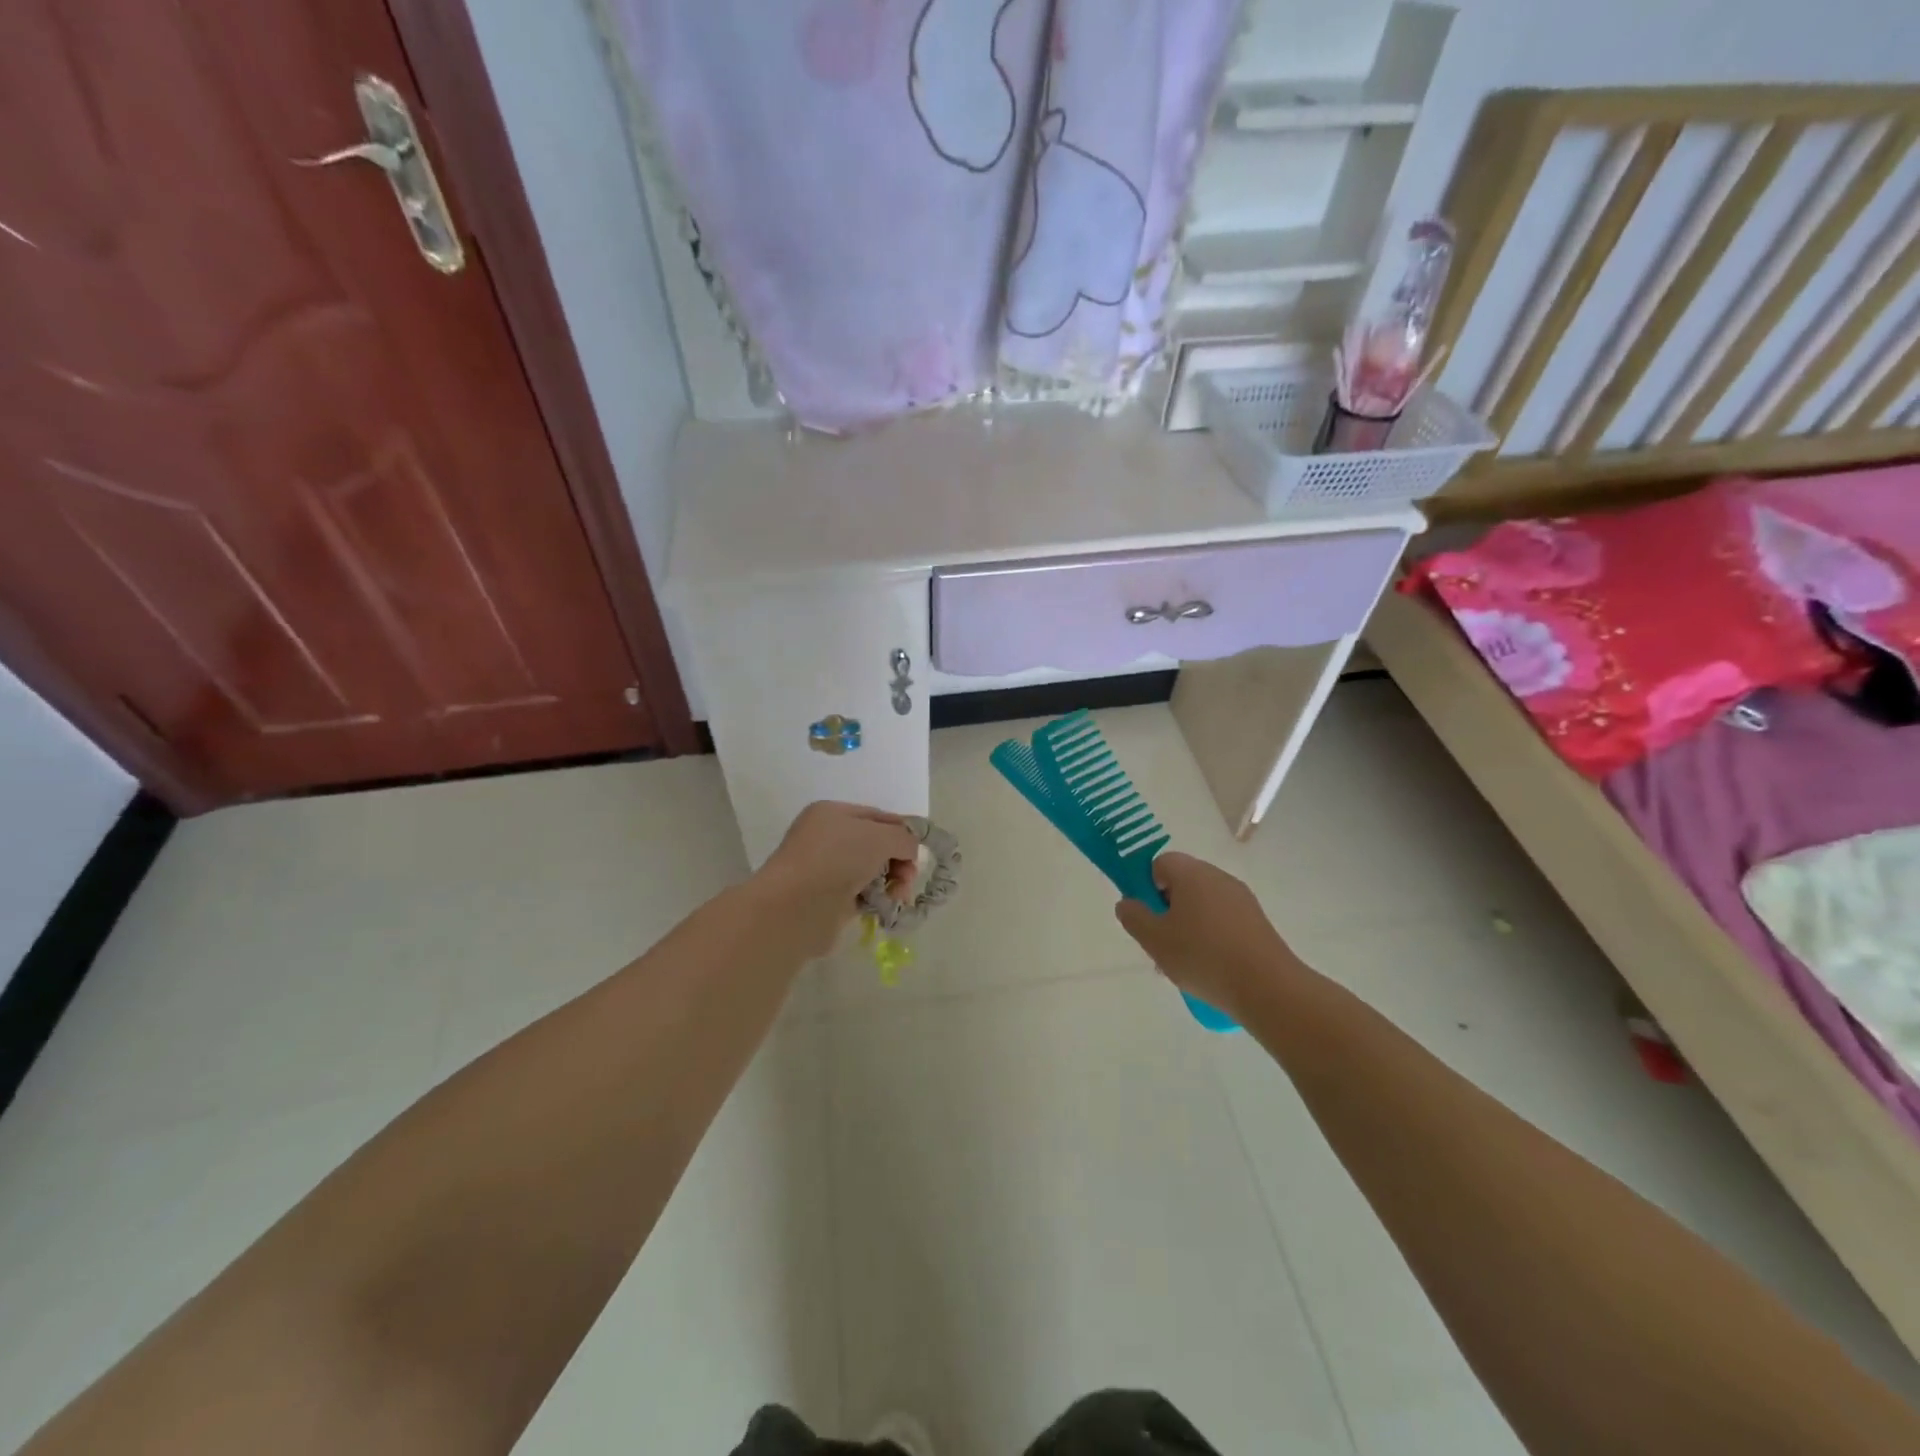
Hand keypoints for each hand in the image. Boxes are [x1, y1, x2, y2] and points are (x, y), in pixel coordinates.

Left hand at [755, 802, 921, 954]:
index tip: (919, 850)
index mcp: (832, 813)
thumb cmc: (837, 859)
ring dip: (890, 882)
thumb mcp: (880, 836)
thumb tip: (910, 851)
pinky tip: (881, 907)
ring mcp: (826, 870)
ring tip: (896, 896)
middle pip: (877, 845)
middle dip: (899, 860)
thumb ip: (904, 838)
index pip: (878, 817)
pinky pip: (862, 895)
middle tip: (907, 878)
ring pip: (871, 871)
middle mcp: (827, 838)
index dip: (902, 831)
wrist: (797, 907)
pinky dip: (875, 899)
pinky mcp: (828, 900)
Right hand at [1114, 852, 1298, 1023]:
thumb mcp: (1154, 940)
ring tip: (1184, 965)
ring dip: (1188, 927)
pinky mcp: (1257, 922)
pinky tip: (1209, 969)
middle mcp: (1218, 877)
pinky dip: (1211, 937)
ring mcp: (1241, 899)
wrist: (1268, 988)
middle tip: (1161, 944)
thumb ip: (1134, 917)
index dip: (1147, 886)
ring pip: (1202, 905)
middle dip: (1166, 911)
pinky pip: (1223, 921)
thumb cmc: (1203, 957)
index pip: (1160, 863)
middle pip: (1182, 884)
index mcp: (1191, 873)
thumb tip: (1128, 903)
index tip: (1147, 917)